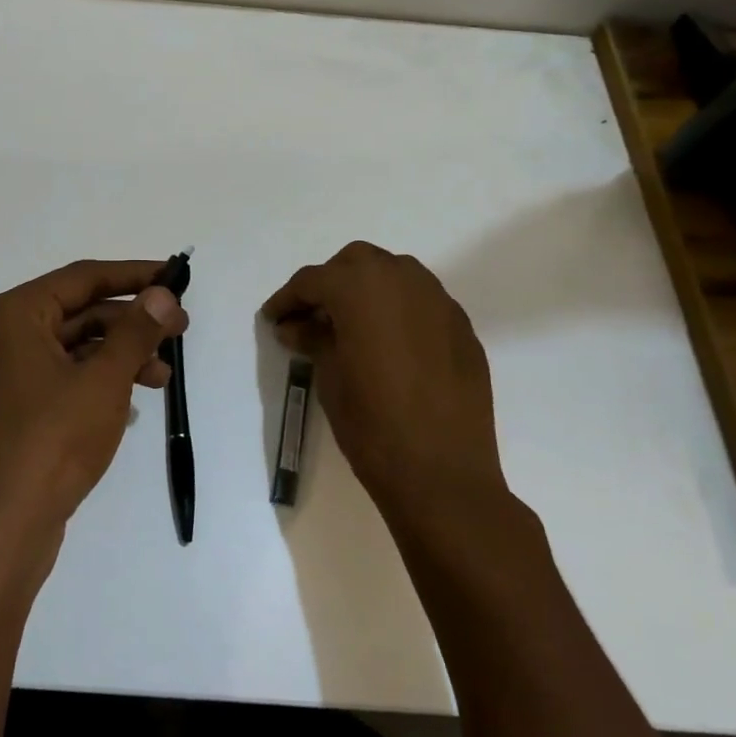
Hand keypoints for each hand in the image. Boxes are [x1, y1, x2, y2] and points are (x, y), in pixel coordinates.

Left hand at [0, 260, 186, 558]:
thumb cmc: (52, 441)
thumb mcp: (104, 380)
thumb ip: (136, 331)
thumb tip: (161, 294)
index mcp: (14, 315)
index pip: (83, 278)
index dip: (133, 275)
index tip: (174, 276)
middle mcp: (1, 337)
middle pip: (78, 312)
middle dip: (131, 320)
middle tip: (180, 329)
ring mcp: (2, 377)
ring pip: (72, 348)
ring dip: (119, 354)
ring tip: (164, 374)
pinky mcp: (11, 411)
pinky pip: (60, 377)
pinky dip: (97, 380)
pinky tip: (132, 397)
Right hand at [263, 242, 505, 522]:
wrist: (442, 474)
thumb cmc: (372, 423)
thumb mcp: (329, 377)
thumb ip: (313, 339)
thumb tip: (296, 326)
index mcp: (361, 287)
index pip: (314, 280)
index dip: (288, 299)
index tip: (273, 319)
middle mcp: (403, 280)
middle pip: (356, 263)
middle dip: (331, 282)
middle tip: (313, 315)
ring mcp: (439, 301)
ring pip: (395, 275)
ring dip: (368, 289)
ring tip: (352, 325)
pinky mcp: (462, 327)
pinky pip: (422, 302)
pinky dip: (399, 310)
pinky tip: (390, 344)